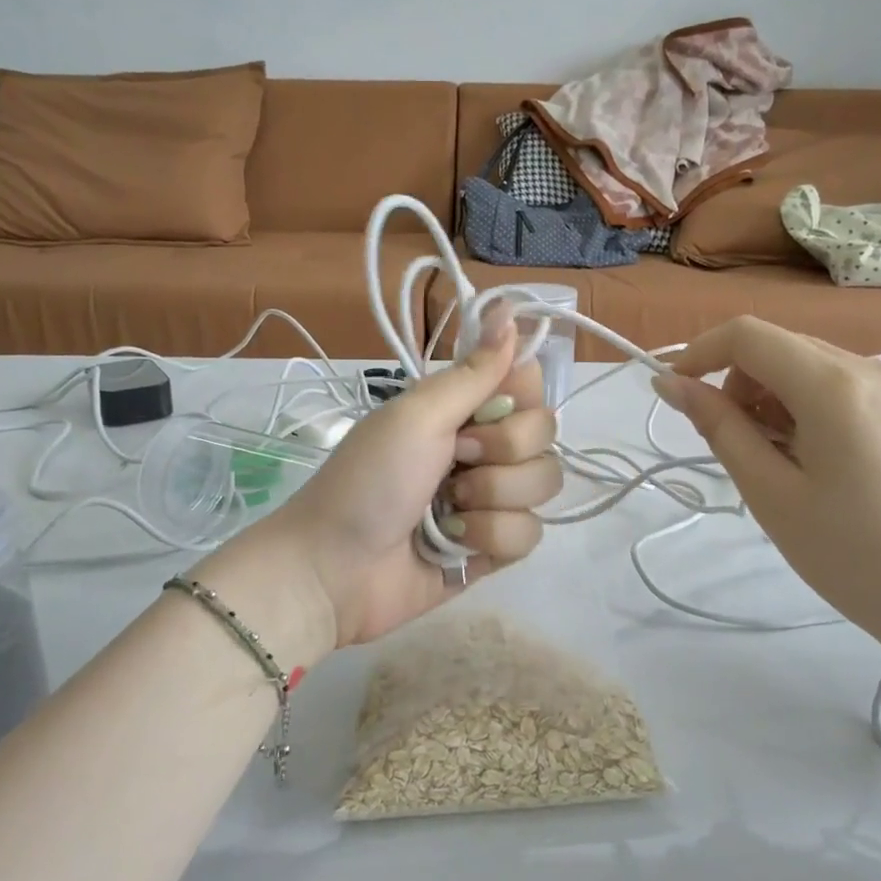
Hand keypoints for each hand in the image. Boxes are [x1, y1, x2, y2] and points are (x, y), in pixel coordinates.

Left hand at [239, 303, 560, 651]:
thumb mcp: (417, 416)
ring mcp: (492, 500)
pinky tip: (456, 545)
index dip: (518, 397)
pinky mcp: (495, 547)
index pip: (528, 385)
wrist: (335, 570)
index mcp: (462, 409)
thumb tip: (512, 310)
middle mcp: (483, 448)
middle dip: (502, 451)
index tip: (483, 410)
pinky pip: (531, 534)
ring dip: (494, 498)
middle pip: (545, 434)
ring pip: (544, 484)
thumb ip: (473, 372)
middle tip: (455, 462)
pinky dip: (492, 539)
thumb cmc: (368, 481)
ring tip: (449, 511)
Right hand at [653, 317, 880, 653]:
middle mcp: (870, 368)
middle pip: (778, 347)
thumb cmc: (851, 554)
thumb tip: (671, 384)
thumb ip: (719, 427)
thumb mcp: (770, 492)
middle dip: (738, 383)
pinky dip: (806, 407)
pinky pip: (840, 386)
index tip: (675, 393)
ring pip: (808, 366)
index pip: (747, 335)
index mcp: (833, 385)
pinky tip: (814, 461)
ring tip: (776, 461)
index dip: (700, 353)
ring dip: (771, 397)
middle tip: (733, 445)